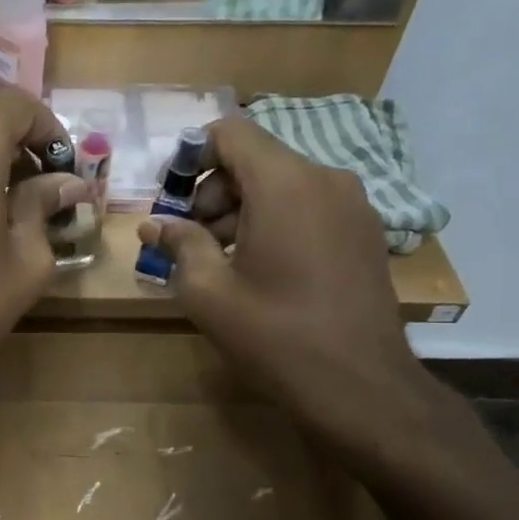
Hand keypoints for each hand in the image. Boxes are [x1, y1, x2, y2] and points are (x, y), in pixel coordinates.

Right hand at [136, 118, 430, 448]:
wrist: (360, 386)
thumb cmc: (274, 335)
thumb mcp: (208, 291)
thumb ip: (179, 244)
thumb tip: (153, 225)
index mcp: (284, 184)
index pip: (230, 132)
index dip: (192, 155)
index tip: (172, 197)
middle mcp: (325, 179)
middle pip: (256, 159)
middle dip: (214, 191)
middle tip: (191, 240)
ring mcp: (353, 205)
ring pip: (283, 184)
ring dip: (244, 209)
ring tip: (222, 261)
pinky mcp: (365, 232)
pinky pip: (310, 206)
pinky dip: (277, 221)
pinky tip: (262, 269)